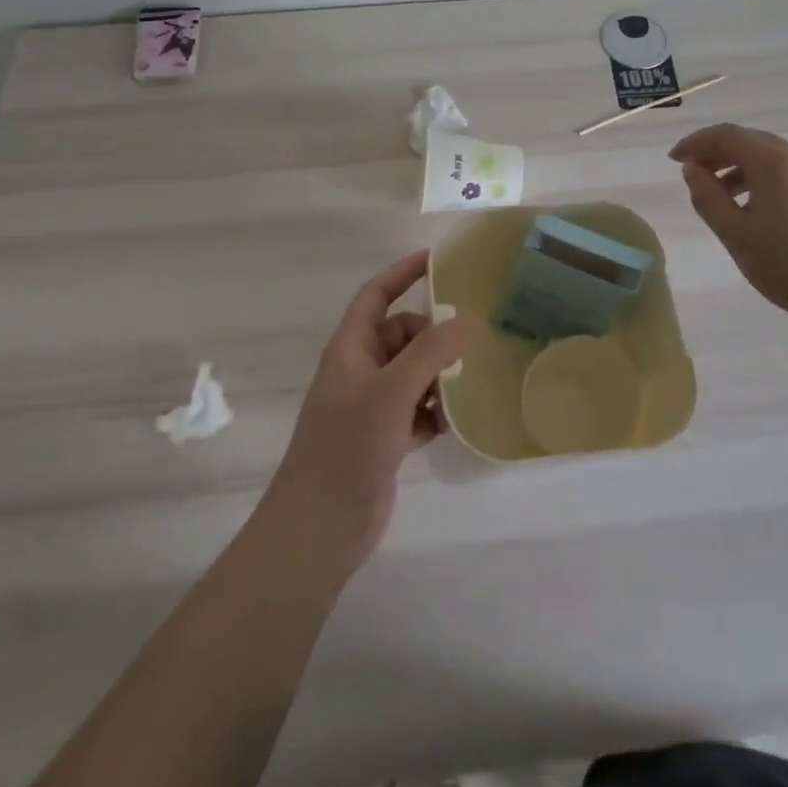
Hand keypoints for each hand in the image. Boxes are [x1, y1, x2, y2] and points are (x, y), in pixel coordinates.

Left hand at [258, 251, 467, 577]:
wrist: (320, 527)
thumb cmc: (348, 448)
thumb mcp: (391, 392)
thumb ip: (429, 352)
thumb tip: (464, 322)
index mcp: (351, 348)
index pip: (376, 295)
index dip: (403, 273)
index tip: (438, 259)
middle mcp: (360, 370)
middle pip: (404, 335)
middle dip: (434, 340)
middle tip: (467, 351)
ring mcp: (372, 405)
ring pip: (415, 373)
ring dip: (439, 379)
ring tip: (463, 393)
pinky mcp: (385, 437)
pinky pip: (418, 408)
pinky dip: (435, 411)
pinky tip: (454, 425)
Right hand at [670, 124, 787, 325]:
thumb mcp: (735, 234)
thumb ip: (707, 197)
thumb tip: (693, 170)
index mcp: (774, 162)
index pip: (727, 135)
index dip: (696, 143)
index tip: (674, 159)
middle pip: (752, 142)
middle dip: (719, 153)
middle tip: (695, 175)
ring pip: (774, 158)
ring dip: (743, 168)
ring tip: (724, 198)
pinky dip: (767, 180)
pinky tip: (759, 211)